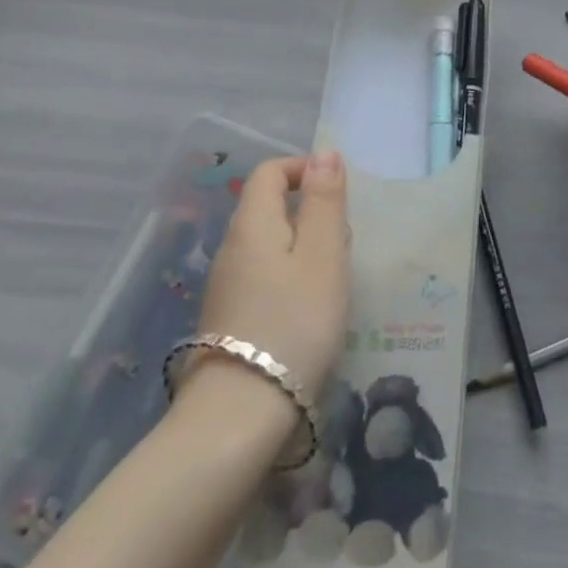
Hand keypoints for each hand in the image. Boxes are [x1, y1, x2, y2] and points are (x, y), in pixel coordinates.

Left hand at [193, 152, 349, 399]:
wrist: (241, 413)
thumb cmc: (294, 322)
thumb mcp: (323, 254)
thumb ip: (324, 200)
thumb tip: (324, 153)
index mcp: (252, 224)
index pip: (269, 172)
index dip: (303, 169)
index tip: (338, 192)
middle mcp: (231, 248)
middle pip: (267, 206)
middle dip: (309, 211)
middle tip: (343, 242)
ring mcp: (225, 286)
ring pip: (267, 244)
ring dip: (302, 247)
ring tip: (332, 278)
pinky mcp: (228, 319)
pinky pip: (262, 276)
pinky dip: (289, 277)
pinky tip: (308, 310)